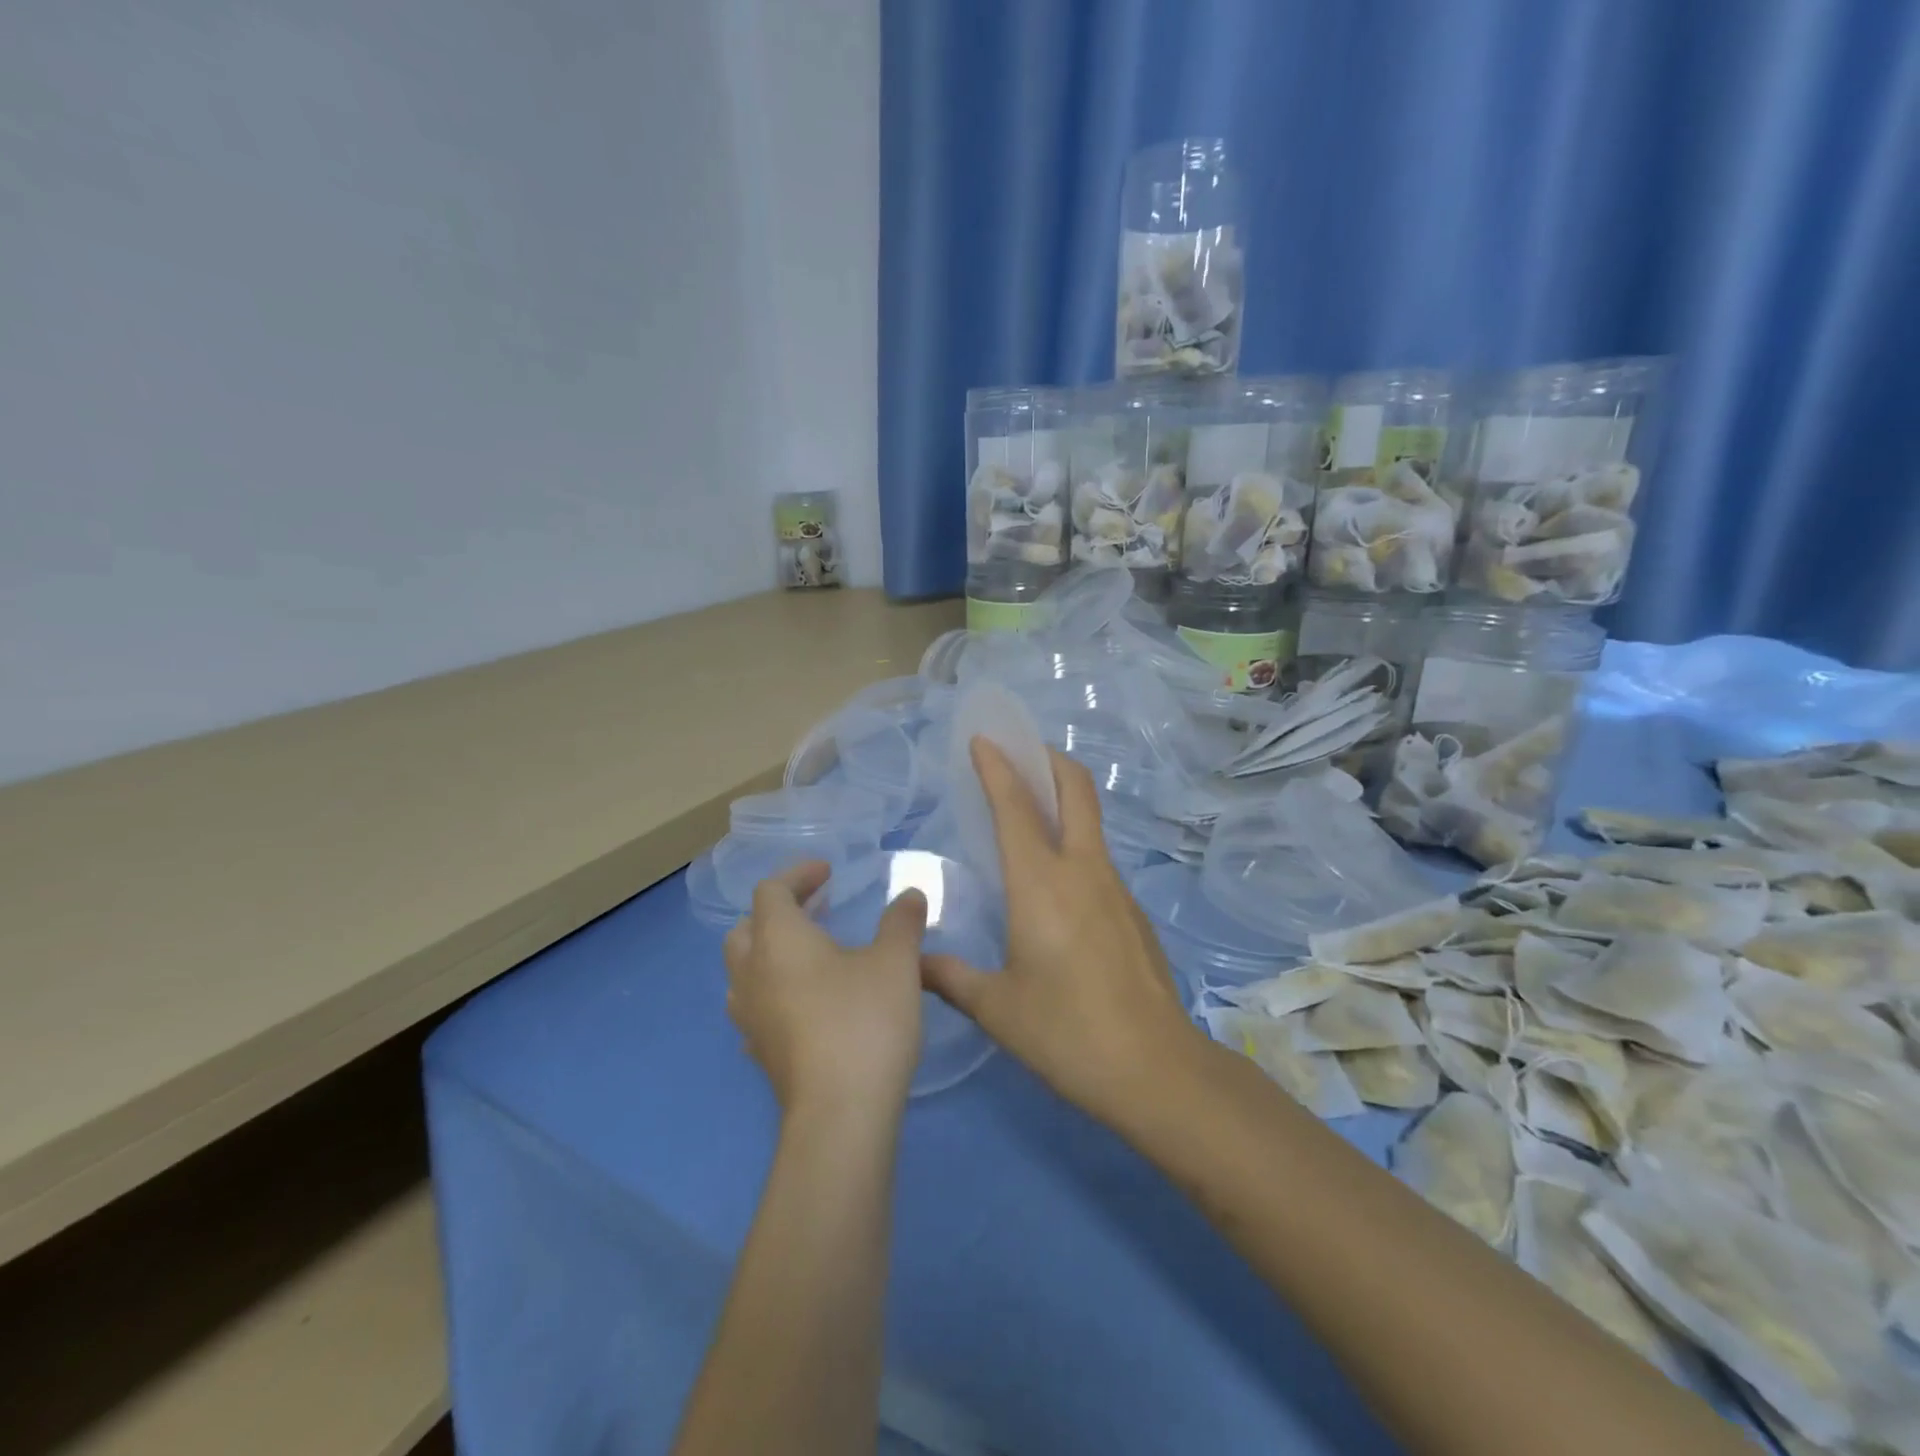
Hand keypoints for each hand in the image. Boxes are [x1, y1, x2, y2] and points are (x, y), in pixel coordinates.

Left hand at [724, 862, 928, 1118]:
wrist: (840, 1113)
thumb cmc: (864, 1021)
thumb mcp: (895, 962)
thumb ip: (901, 921)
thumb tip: (910, 894)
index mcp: (778, 939)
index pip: (771, 891)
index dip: (798, 874)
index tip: (828, 873)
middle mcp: (752, 973)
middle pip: (746, 928)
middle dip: (777, 912)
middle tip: (816, 910)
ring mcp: (750, 1017)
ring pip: (743, 971)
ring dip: (769, 953)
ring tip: (808, 955)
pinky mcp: (760, 1054)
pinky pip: (754, 1008)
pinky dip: (774, 992)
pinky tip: (805, 1005)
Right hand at [921, 741, 1204, 1121]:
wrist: (1156, 1069)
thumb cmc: (1067, 1033)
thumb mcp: (997, 1008)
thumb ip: (951, 977)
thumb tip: (913, 964)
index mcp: (1041, 884)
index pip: (1016, 807)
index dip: (998, 767)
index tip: (983, 739)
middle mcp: (1082, 871)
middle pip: (1075, 789)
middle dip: (1048, 758)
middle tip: (1020, 751)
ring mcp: (1115, 889)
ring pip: (1091, 821)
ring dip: (1063, 798)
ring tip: (1030, 809)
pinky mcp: (1132, 911)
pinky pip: (1098, 858)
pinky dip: (1074, 841)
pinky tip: (1056, 880)